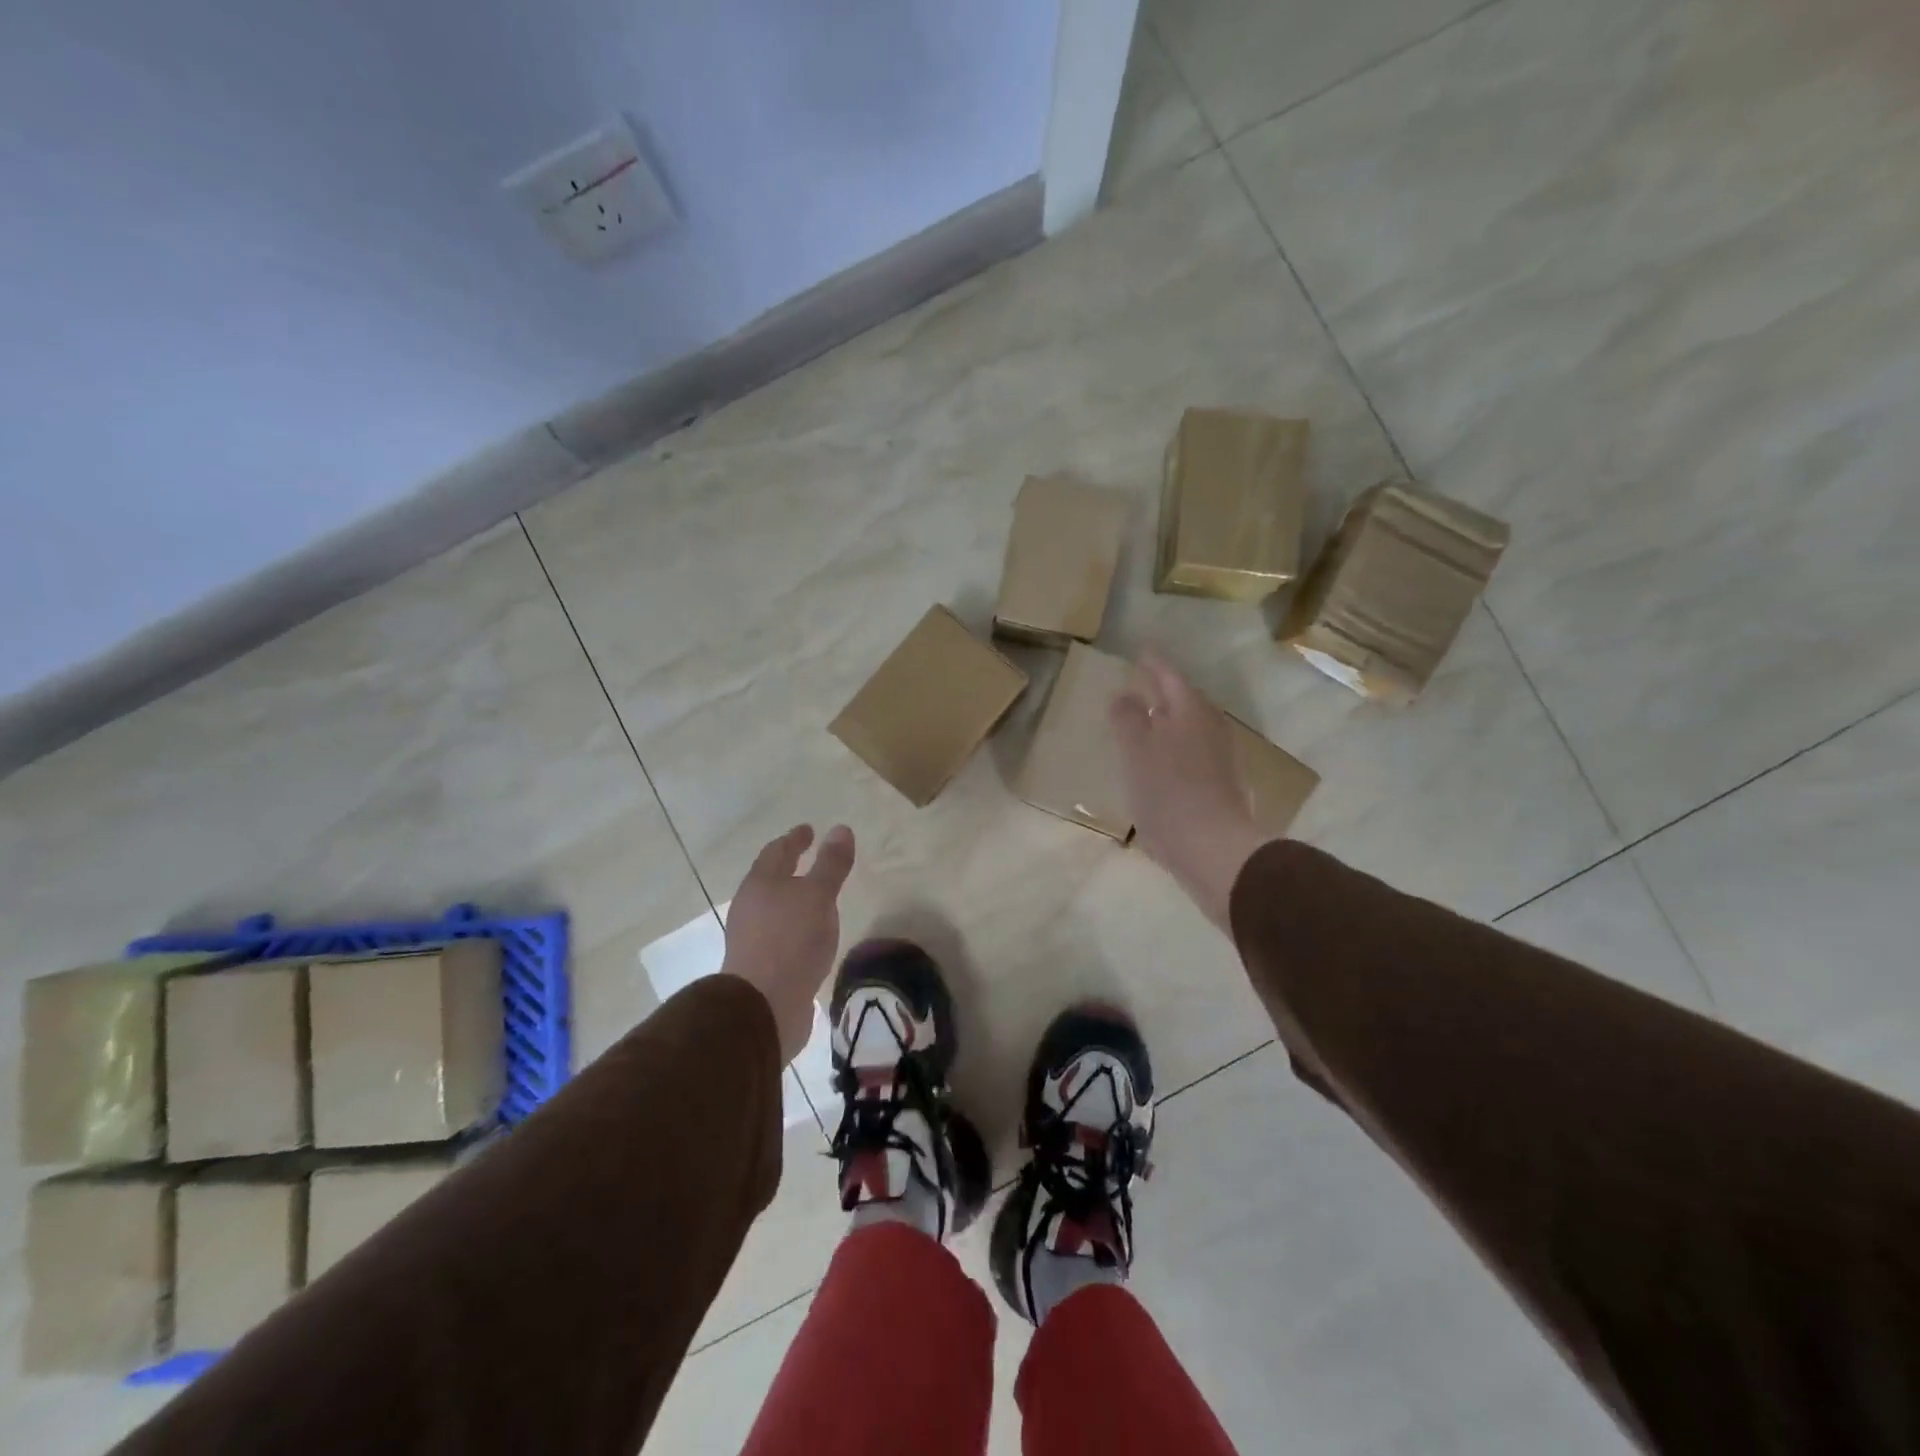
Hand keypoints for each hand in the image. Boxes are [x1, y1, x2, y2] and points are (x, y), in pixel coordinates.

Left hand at [721, 824, 854, 1061]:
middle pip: (771, 879)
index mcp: (761, 884)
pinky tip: (811, 936)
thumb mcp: (818, 896)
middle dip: (790, 867)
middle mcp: (751, 907)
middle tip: (810, 856)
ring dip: (793, 899)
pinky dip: (796, 926)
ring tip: (816, 897)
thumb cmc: (790, 941)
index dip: (794, 839)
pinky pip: (781, 935)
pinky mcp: (761, 967)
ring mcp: (753, 938)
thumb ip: (830, 864)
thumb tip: (840, 829)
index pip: (777, 851)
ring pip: (774, 908)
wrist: (763, 1007)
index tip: (809, 829)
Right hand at [1110, 648, 1271, 931]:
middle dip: (1163, 688)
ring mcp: (1218, 757)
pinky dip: (1173, 745)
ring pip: (1188, 725)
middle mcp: (1208, 726)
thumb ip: (1127, 717)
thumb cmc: (1169, 792)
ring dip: (1168, 718)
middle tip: (1142, 680)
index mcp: (1189, 710)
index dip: (1153, 662)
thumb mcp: (1136, 749)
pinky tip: (1160, 759)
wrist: (1214, 849)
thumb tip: (1124, 694)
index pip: (1169, 675)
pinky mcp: (1219, 784)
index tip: (1141, 650)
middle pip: (1183, 698)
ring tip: (1146, 717)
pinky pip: (1191, 750)